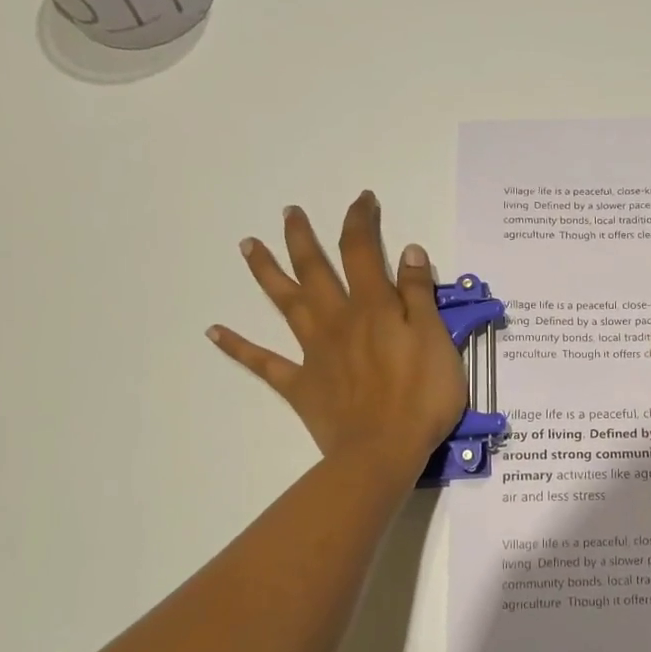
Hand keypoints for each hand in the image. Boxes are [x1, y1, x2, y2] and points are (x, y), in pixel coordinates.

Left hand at [208, 191, 465, 485]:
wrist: (383, 451)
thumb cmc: (422, 397)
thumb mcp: (437, 340)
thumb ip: (419, 295)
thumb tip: (407, 251)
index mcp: (373, 308)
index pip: (363, 252)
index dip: (360, 221)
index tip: (362, 200)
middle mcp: (337, 320)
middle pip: (315, 270)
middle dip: (303, 238)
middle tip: (289, 212)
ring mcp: (314, 352)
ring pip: (285, 304)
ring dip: (267, 273)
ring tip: (247, 245)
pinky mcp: (300, 385)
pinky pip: (263, 362)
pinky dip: (237, 346)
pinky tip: (213, 331)